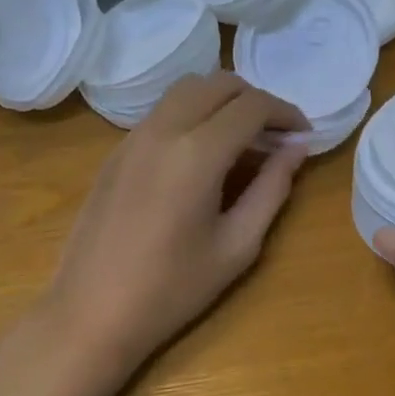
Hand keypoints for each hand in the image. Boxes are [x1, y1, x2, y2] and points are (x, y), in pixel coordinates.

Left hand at [43, 72, 307, 375]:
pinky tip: (201, 155)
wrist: (90, 312)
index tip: (303, 135)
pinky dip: (192, 114)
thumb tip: (297, 148)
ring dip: (221, 101)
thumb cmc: (172, 289)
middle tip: (275, 134)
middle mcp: (163, 130)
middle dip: (255, 98)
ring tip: (242, 139)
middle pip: (218, 83)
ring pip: (186, 90)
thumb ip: (272, 189)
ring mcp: (133, 137)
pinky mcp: (115, 152)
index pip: (252, 105)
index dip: (286, 113)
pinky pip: (162, 112)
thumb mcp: (237, 245)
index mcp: (197, 153)